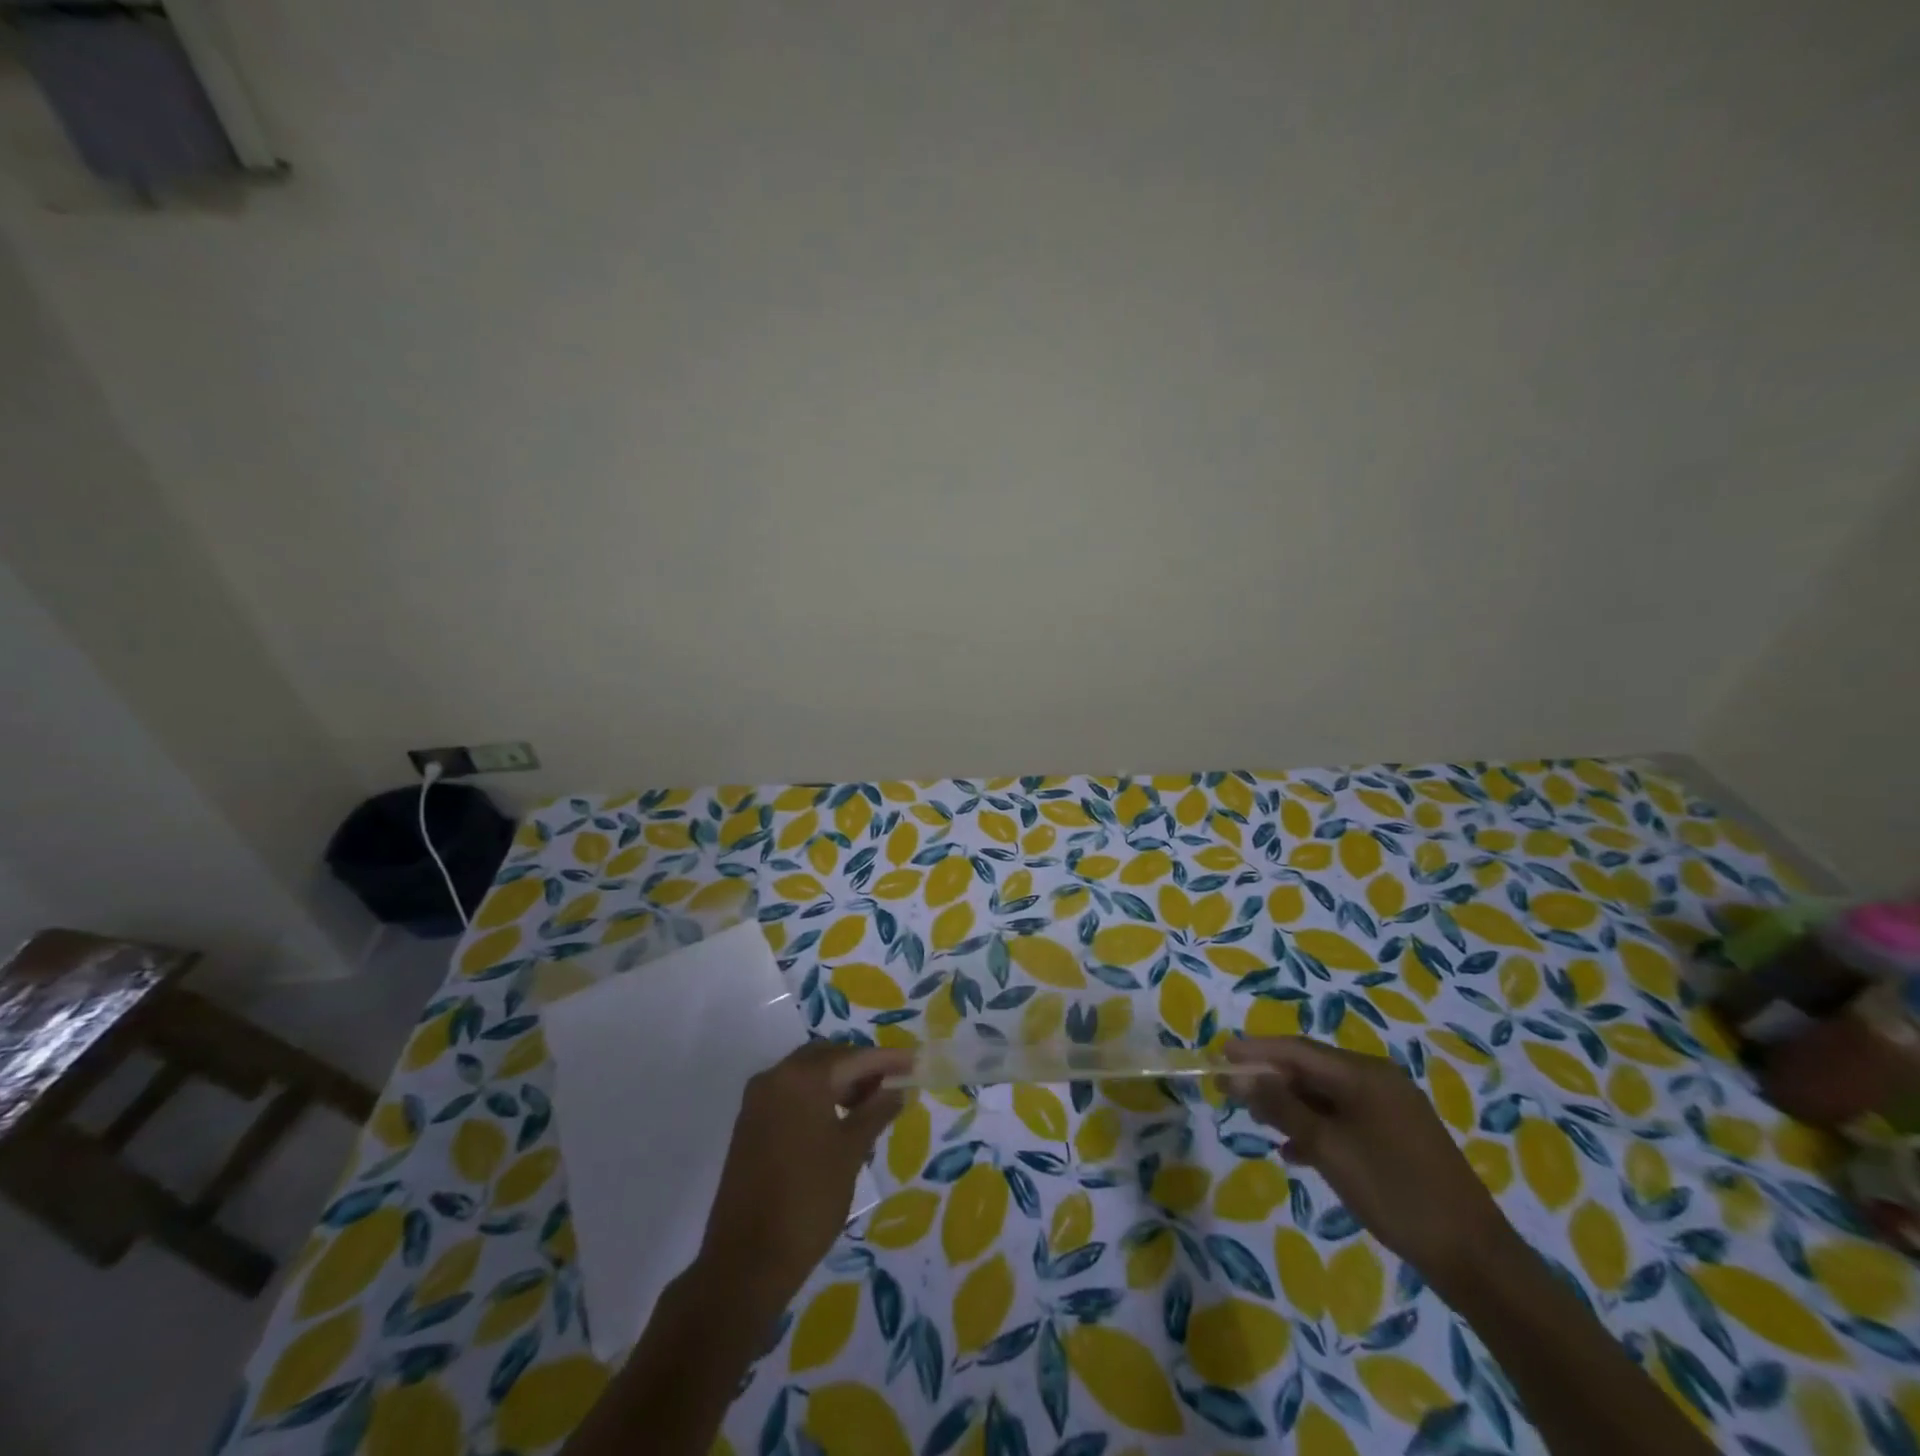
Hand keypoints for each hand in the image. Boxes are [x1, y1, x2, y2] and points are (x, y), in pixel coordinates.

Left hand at [696, 1041, 910, 1310]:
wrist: (746, 1261)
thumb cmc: (808, 1200)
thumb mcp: (851, 1153)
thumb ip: (876, 1112)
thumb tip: (896, 1090)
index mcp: (802, 1078)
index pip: (854, 1057)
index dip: (887, 1059)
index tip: (914, 1061)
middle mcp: (775, 1077)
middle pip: (827, 1057)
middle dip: (860, 1067)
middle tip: (890, 1086)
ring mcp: (757, 1101)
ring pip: (807, 1074)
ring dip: (838, 1082)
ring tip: (869, 1107)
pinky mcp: (749, 1124)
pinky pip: (790, 1094)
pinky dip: (816, 1098)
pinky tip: (838, 1122)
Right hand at [1223, 1036, 1517, 1289]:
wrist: (1474, 1257)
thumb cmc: (1394, 1192)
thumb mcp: (1328, 1149)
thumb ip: (1281, 1107)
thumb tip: (1239, 1075)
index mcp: (1363, 1073)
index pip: (1296, 1050)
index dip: (1255, 1051)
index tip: (1218, 1054)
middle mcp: (1378, 1078)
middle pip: (1310, 1067)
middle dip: (1269, 1076)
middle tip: (1230, 1087)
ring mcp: (1392, 1106)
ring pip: (1326, 1093)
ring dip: (1290, 1102)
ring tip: (1256, 1118)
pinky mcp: (1398, 1134)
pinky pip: (1345, 1115)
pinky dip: (1316, 1125)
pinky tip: (1294, 1149)